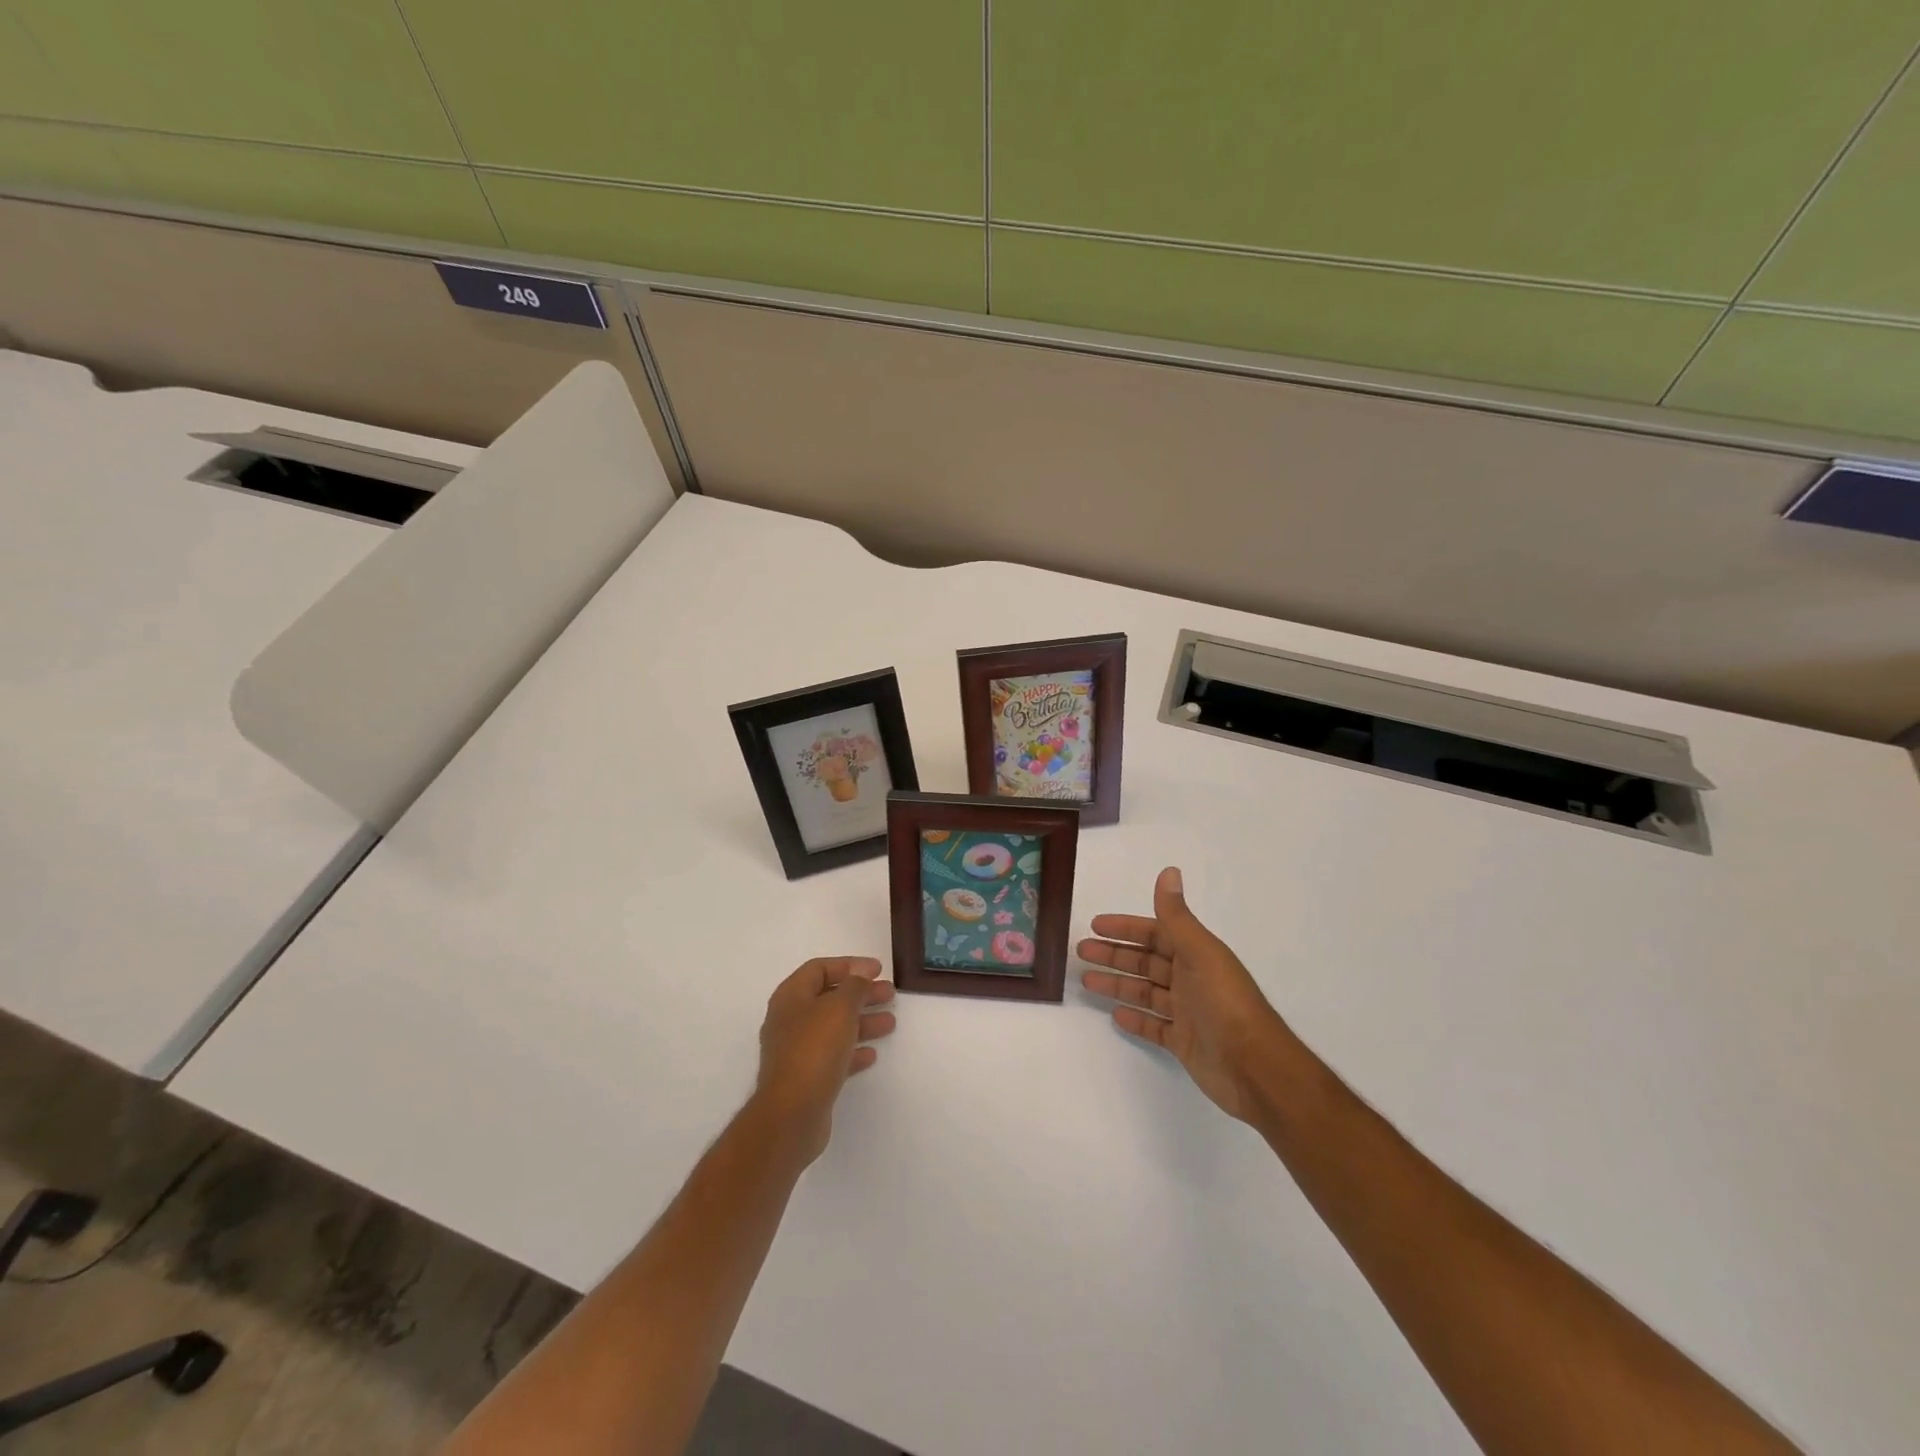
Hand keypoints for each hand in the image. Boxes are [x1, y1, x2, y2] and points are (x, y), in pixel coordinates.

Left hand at [754, 956, 896, 1164]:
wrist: (792, 1113)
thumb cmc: (814, 1050)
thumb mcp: (840, 1007)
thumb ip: (854, 986)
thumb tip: (860, 976)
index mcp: (791, 996)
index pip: (820, 968)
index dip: (850, 964)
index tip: (878, 970)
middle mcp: (790, 1020)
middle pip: (829, 997)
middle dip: (861, 994)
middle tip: (890, 994)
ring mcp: (796, 1050)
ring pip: (834, 1027)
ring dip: (862, 1021)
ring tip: (890, 1022)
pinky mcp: (805, 1077)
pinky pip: (832, 1055)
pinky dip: (853, 1050)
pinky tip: (872, 1054)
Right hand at [1079, 867, 1292, 1122]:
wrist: (1255, 1068)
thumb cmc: (1225, 1003)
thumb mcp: (1200, 952)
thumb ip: (1177, 915)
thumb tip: (1169, 870)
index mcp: (1196, 954)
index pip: (1154, 933)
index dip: (1126, 928)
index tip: (1095, 925)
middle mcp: (1191, 978)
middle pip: (1145, 961)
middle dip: (1114, 954)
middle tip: (1081, 951)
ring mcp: (1187, 1012)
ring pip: (1145, 992)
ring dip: (1117, 984)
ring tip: (1086, 980)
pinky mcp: (1184, 1042)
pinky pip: (1154, 1026)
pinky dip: (1136, 1019)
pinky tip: (1115, 1015)